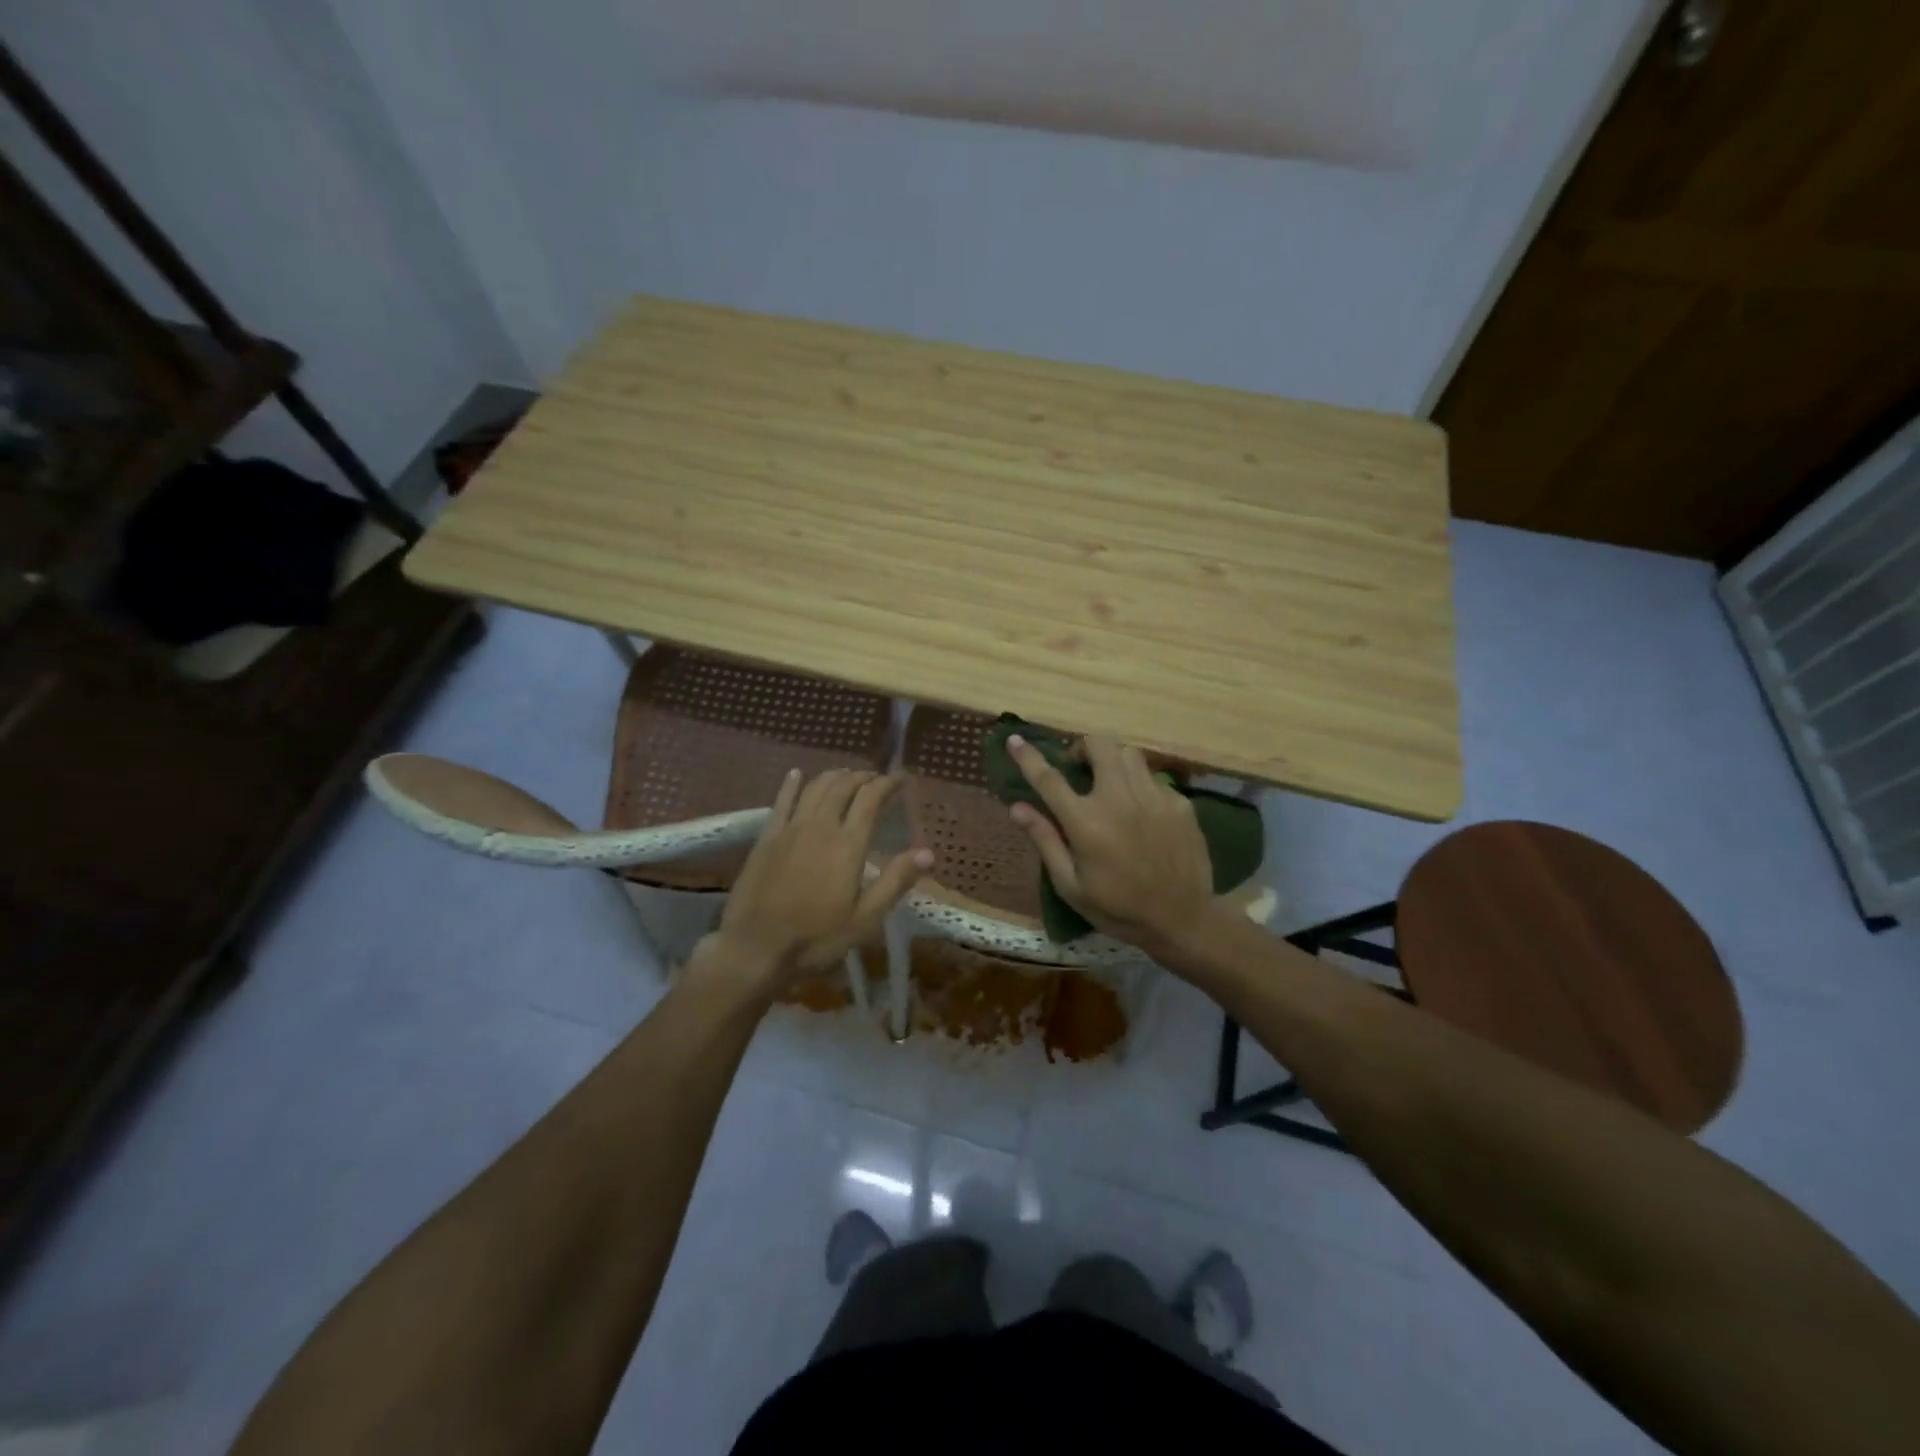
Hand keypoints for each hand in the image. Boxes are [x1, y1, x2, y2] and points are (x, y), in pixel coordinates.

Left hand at [697, 768, 931, 993]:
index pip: (871, 798)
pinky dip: (792, 784)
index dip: (888, 783)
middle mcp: (820, 826)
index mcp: (848, 844)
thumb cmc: (816, 937)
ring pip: (815, 787)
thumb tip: (928, 852)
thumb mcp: (865, 918)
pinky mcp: (767, 837)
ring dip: (834, 776)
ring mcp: (790, 828)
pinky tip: (797, 774)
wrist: (755, 947)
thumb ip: (896, 881)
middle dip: (863, 777)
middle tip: (876, 779)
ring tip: (847, 776)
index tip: (901, 778)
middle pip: (843, 786)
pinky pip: (782, 800)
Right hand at [1005, 733, 1220, 959]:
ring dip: (1112, 761)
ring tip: (1110, 783)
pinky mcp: (1179, 802)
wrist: (1184, 919)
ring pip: (1128, 753)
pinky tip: (1142, 811)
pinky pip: (1153, 777)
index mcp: (1086, 821)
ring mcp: (1153, 796)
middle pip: (1098, 744)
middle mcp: (1118, 798)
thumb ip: (1045, 840)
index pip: (1048, 778)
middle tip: (1078, 768)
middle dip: (1082, 748)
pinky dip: (1140, 785)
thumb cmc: (1119, 909)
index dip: (1028, 756)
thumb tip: (1017, 807)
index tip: (1015, 740)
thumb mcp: (1071, 886)